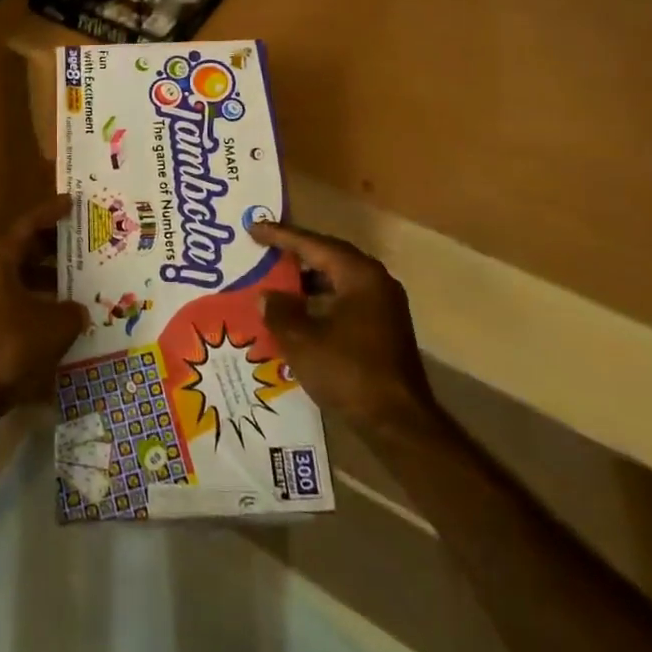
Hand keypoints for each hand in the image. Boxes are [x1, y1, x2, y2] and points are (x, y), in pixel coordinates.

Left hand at [0, 194, 88, 411]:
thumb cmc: (7, 347)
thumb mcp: (53, 325)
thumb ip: (72, 310)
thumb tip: (78, 310)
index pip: (29, 223)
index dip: (53, 212)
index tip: (73, 203)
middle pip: (24, 248)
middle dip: (56, 247)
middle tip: (88, 244)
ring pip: (20, 276)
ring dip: (49, 278)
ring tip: (83, 282)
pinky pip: (14, 299)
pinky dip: (37, 301)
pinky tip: (63, 315)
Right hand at [249, 219, 442, 432]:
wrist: (398, 424)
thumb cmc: (348, 371)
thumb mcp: (301, 340)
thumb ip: (279, 310)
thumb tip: (267, 295)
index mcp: (359, 275)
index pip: (313, 244)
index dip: (280, 236)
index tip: (253, 227)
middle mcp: (376, 282)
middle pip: (329, 258)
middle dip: (295, 254)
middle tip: (264, 248)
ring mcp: (383, 307)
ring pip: (337, 282)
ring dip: (306, 281)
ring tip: (275, 280)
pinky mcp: (383, 330)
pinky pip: (344, 302)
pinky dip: (319, 302)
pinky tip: (297, 314)